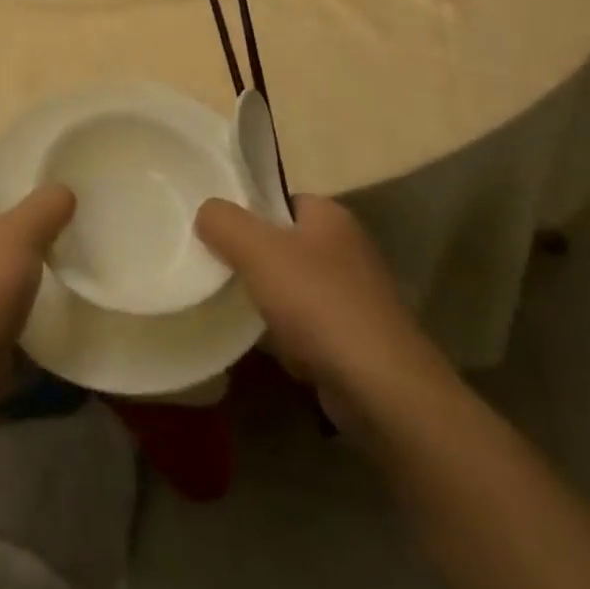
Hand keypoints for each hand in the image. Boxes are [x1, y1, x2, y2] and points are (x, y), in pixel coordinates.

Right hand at [196, 194, 434, 400]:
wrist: (382, 388)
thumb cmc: (318, 302)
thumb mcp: (257, 249)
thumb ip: (223, 221)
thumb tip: (206, 212)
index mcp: (331, 215)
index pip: (280, 200)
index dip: (249, 213)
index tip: (218, 232)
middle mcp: (348, 248)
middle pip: (284, 244)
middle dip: (255, 261)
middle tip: (221, 272)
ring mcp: (357, 296)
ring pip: (294, 287)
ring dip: (270, 302)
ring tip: (241, 313)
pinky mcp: (358, 338)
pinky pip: (310, 326)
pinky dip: (291, 336)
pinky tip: (275, 349)